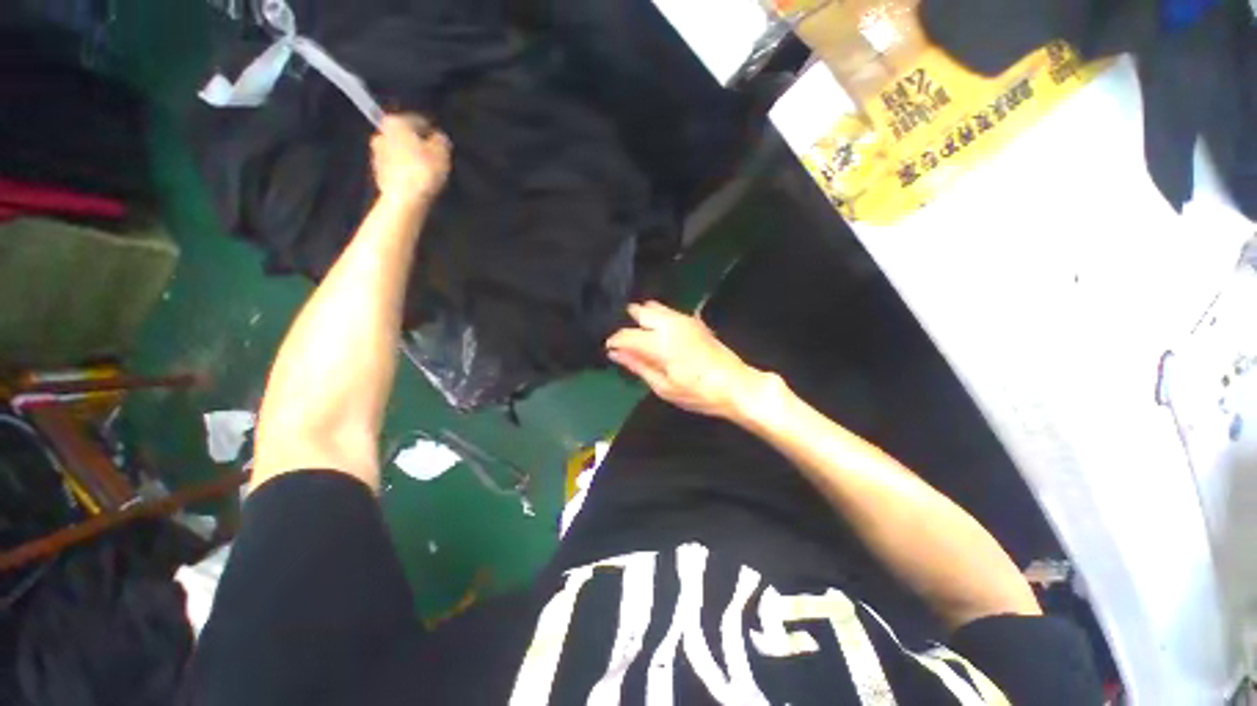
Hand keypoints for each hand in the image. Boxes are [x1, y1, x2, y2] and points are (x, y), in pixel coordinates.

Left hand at [370, 113, 451, 201]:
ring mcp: (376, 154)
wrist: (404, 199)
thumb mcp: (441, 153)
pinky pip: (396, 168)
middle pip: (404, 136)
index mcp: (394, 122)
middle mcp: (380, 133)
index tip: (440, 144)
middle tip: (434, 158)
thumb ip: (441, 141)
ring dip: (411, 158)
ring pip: (399, 152)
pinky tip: (418, 182)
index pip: (416, 121)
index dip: (430, 132)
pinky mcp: (378, 173)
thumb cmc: (423, 171)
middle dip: (418, 145)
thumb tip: (439, 138)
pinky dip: (406, 171)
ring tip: (427, 172)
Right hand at [606, 301, 770, 419]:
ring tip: (639, 337)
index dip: (614, 341)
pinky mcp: (694, 321)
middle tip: (624, 341)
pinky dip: (656, 319)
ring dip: (642, 318)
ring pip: (654, 307)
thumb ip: (638, 366)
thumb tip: (615, 353)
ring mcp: (684, 319)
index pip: (626, 334)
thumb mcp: (663, 386)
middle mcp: (670, 323)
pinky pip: (667, 312)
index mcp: (661, 342)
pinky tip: (657, 335)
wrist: (736, 385)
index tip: (609, 349)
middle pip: (639, 310)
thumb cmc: (698, 393)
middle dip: (627, 322)